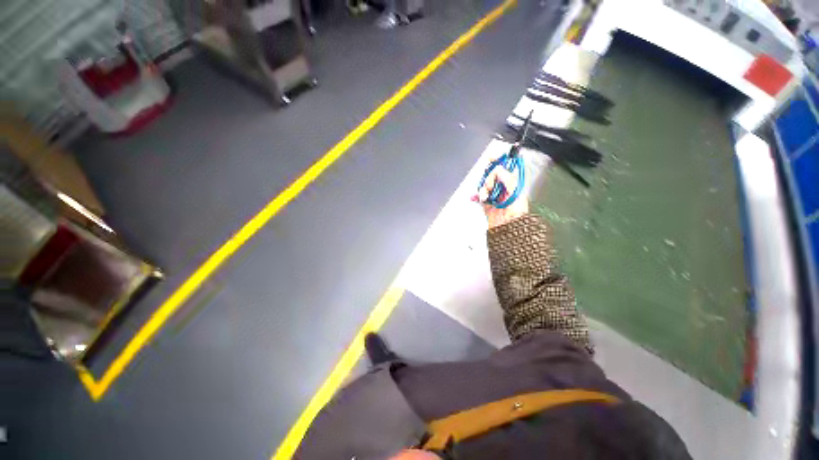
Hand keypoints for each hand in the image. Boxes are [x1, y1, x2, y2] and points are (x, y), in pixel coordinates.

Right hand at [473, 161, 528, 228]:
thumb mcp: (516, 191)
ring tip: (486, 197)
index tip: (493, 158)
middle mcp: (504, 188)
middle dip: (488, 179)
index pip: (506, 168)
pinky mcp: (487, 203)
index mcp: (513, 183)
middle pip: (491, 175)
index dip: (499, 161)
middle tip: (490, 186)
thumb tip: (498, 170)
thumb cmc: (517, 214)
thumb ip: (507, 178)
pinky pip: (479, 196)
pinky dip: (476, 196)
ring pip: (484, 185)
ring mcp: (494, 196)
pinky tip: (476, 198)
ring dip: (482, 189)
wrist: (508, 228)